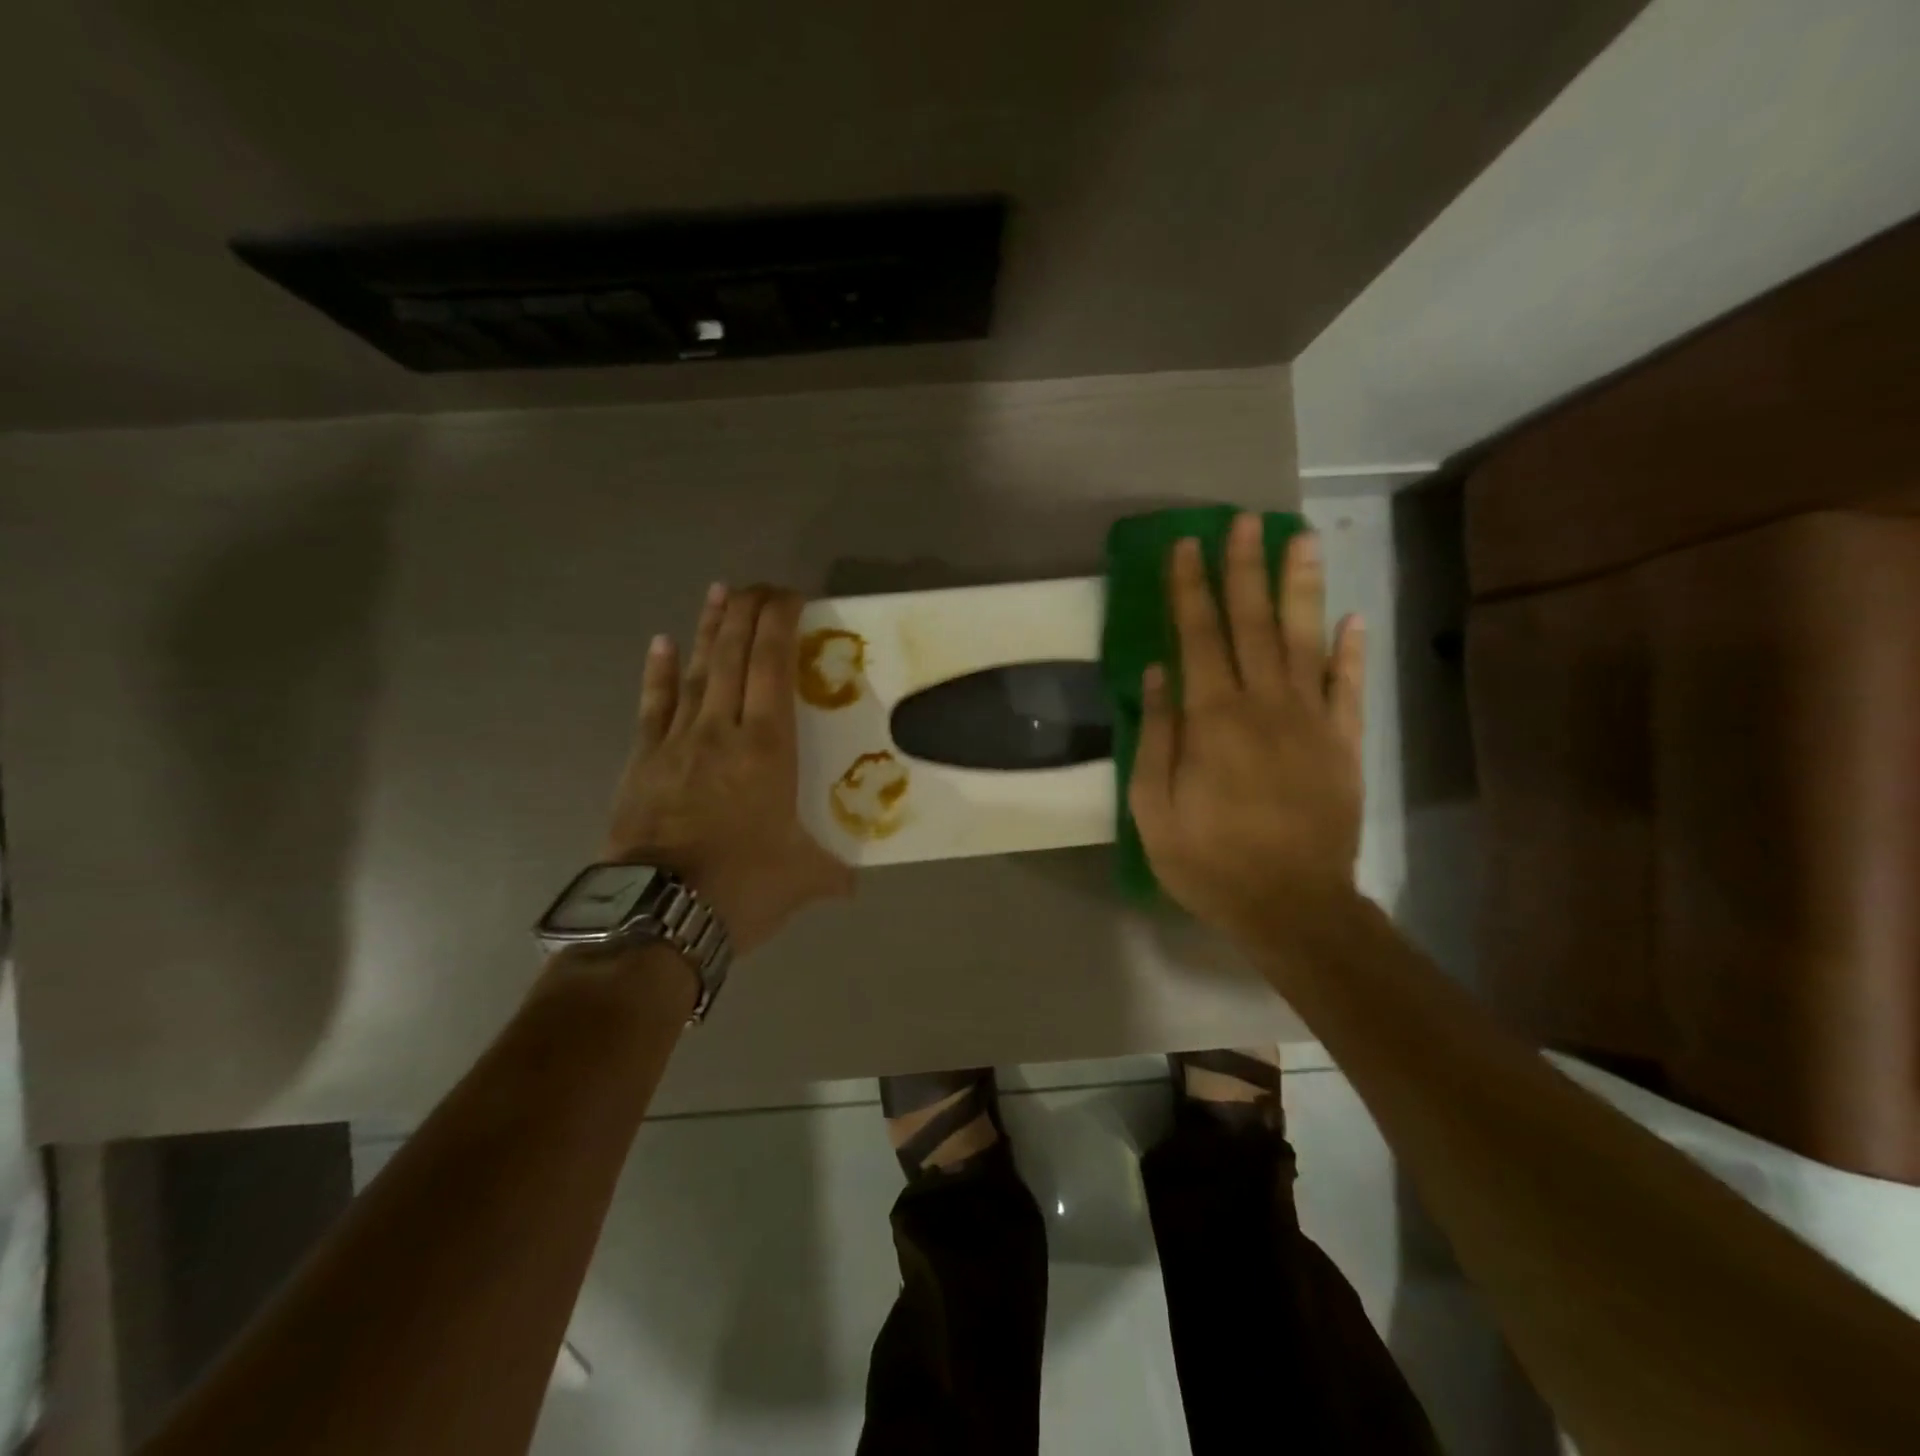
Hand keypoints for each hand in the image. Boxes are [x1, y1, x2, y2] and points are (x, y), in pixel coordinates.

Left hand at [605, 583, 853, 955]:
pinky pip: (653, 706)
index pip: (773, 665)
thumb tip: (854, 884)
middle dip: (747, 611)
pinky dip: (658, 673)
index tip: (792, 596)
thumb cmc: (742, 887)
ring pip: (696, 671)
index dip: (780, 622)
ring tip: (719, 591)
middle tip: (760, 585)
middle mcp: (721, 730)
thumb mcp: (804, 879)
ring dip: (709, 628)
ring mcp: (676, 742)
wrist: (658, 916)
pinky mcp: (642, 761)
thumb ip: (832, 873)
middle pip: (733, 655)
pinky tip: (661, 642)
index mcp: (766, 748)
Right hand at [1128, 514, 1366, 938]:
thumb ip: (1156, 738)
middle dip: (1245, 568)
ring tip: (1301, 539)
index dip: (1191, 588)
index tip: (1187, 545)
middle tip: (1245, 520)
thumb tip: (1156, 673)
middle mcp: (1264, 705)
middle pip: (1254, 623)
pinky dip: (1351, 650)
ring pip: (1306, 640)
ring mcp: (1311, 721)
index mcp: (1212, 720)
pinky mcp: (1343, 743)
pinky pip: (1348, 687)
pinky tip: (1352, 617)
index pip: (1198, 636)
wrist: (1293, 906)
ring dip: (1302, 587)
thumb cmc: (1210, 861)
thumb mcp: (1154, 809)